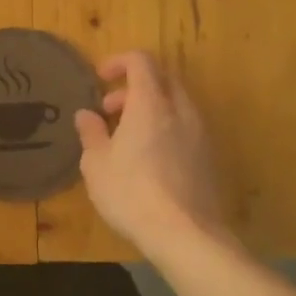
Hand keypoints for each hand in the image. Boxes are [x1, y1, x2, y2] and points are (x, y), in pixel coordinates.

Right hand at [74, 50, 224, 252]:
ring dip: (151, 108)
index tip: (100, 79)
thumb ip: (91, 133)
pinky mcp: (209, 157)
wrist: (186, 235)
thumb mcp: (96, 164)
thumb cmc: (132, 193)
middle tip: (110, 110)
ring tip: (127, 137)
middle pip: (162, 78)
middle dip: (134, 86)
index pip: (141, 61)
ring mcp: (199, 133)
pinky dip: (166, 128)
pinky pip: (185, 127)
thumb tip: (86, 115)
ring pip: (176, 103)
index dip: (119, 62)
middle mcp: (180, 110)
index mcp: (151, 103)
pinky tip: (149, 159)